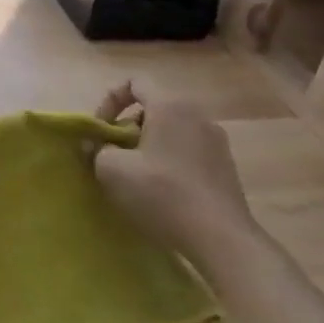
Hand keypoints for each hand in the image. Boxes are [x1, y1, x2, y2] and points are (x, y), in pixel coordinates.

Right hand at [91, 82, 253, 257]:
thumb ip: (97, 148)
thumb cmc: (162, 193)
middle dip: (127, 125)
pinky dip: (169, 161)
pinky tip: (162, 191)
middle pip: (153, 107)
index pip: (134, 82)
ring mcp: (217, 142)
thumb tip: (97, 147)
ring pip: (171, 130)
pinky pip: (188, 151)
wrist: (222, 240)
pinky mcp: (226, 168)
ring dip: (148, 145)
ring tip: (135, 174)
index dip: (110, 99)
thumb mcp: (111, 168)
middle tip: (114, 152)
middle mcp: (197, 116)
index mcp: (170, 106)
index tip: (101, 128)